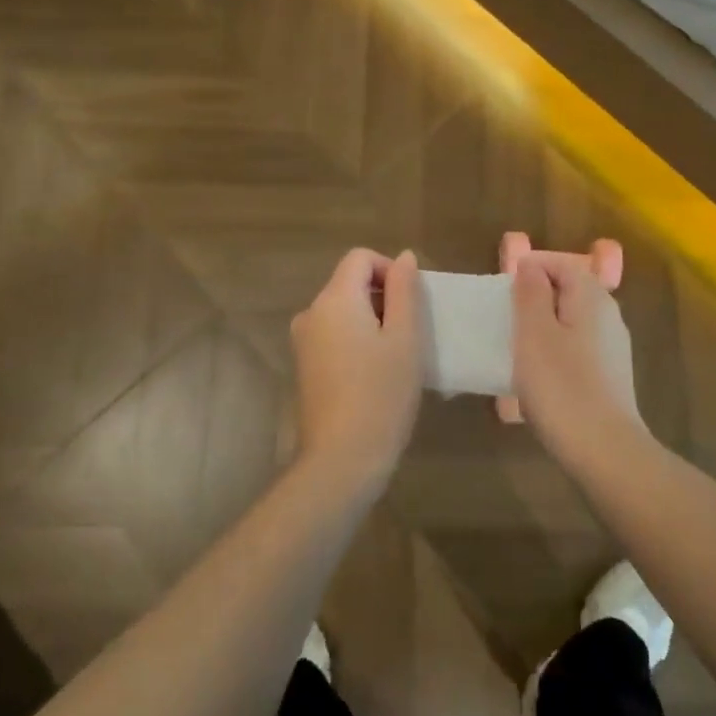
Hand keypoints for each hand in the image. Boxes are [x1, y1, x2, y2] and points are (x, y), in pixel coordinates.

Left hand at [291, 248, 422, 485]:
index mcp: (334, 298)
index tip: (411, 303)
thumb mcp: (405, 337)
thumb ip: (405, 290)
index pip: (360, 257)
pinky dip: (356, 340)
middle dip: (383, 297)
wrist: (342, 458)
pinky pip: (333, 335)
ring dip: (371, 321)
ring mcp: (303, 341)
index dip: (390, 269)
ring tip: (396, 356)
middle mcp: (311, 312)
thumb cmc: (381, 393)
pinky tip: (375, 374)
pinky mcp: (304, 366)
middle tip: (410, 334)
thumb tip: (404, 257)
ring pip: (343, 311)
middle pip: (349, 283)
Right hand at [511, 256, 645, 456]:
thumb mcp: (534, 333)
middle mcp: (608, 315)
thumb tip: (530, 266)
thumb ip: (531, 293)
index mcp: (592, 297)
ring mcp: (612, 348)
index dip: (531, 269)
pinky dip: (554, 353)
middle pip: (568, 291)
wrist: (603, 450)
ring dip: (542, 329)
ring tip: (514, 350)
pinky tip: (537, 379)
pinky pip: (576, 349)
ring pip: (571, 322)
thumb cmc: (561, 385)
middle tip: (505, 320)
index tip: (503, 292)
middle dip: (534, 300)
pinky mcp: (610, 376)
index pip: (561, 263)